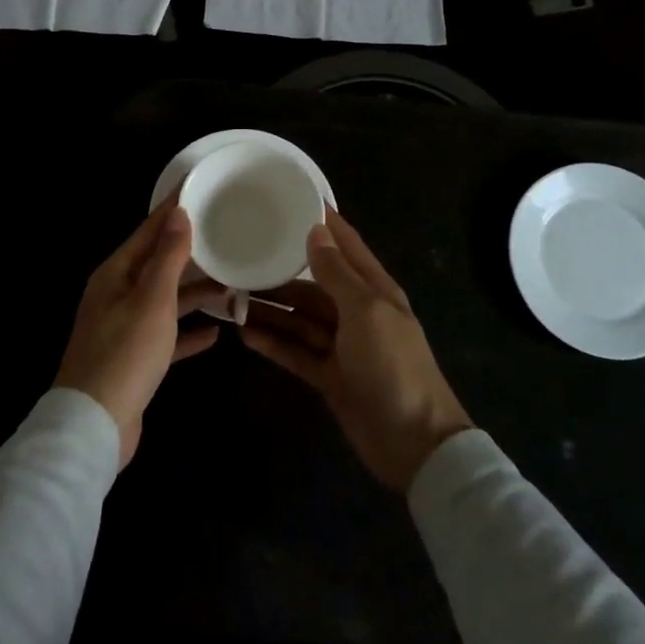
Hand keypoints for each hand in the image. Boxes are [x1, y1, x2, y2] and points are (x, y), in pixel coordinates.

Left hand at [56, 197, 224, 467]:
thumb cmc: (125, 353)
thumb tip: (178, 213)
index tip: (198, 189)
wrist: (95, 425)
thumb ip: (168, 257)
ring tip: (233, 286)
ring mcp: (125, 328)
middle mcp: (117, 295)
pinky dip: (188, 333)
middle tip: (226, 237)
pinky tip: (216, 333)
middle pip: (159, 264)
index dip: (172, 210)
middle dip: (191, 253)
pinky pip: (167, 336)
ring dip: (196, 294)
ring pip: (166, 300)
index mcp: (116, 274)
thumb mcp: (152, 299)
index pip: (148, 231)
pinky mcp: (135, 359)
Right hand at [239, 211, 471, 492]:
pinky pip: (295, 352)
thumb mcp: (365, 311)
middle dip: (279, 274)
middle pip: (312, 285)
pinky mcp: (329, 376)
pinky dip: (273, 343)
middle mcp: (356, 312)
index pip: (345, 245)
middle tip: (239, 260)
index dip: (322, 223)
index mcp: (374, 290)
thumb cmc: (393, 365)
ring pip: (299, 319)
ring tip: (230, 297)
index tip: (289, 200)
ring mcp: (341, 346)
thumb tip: (315, 231)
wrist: (414, 443)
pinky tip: (244, 333)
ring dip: (269, 309)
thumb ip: (336, 273)